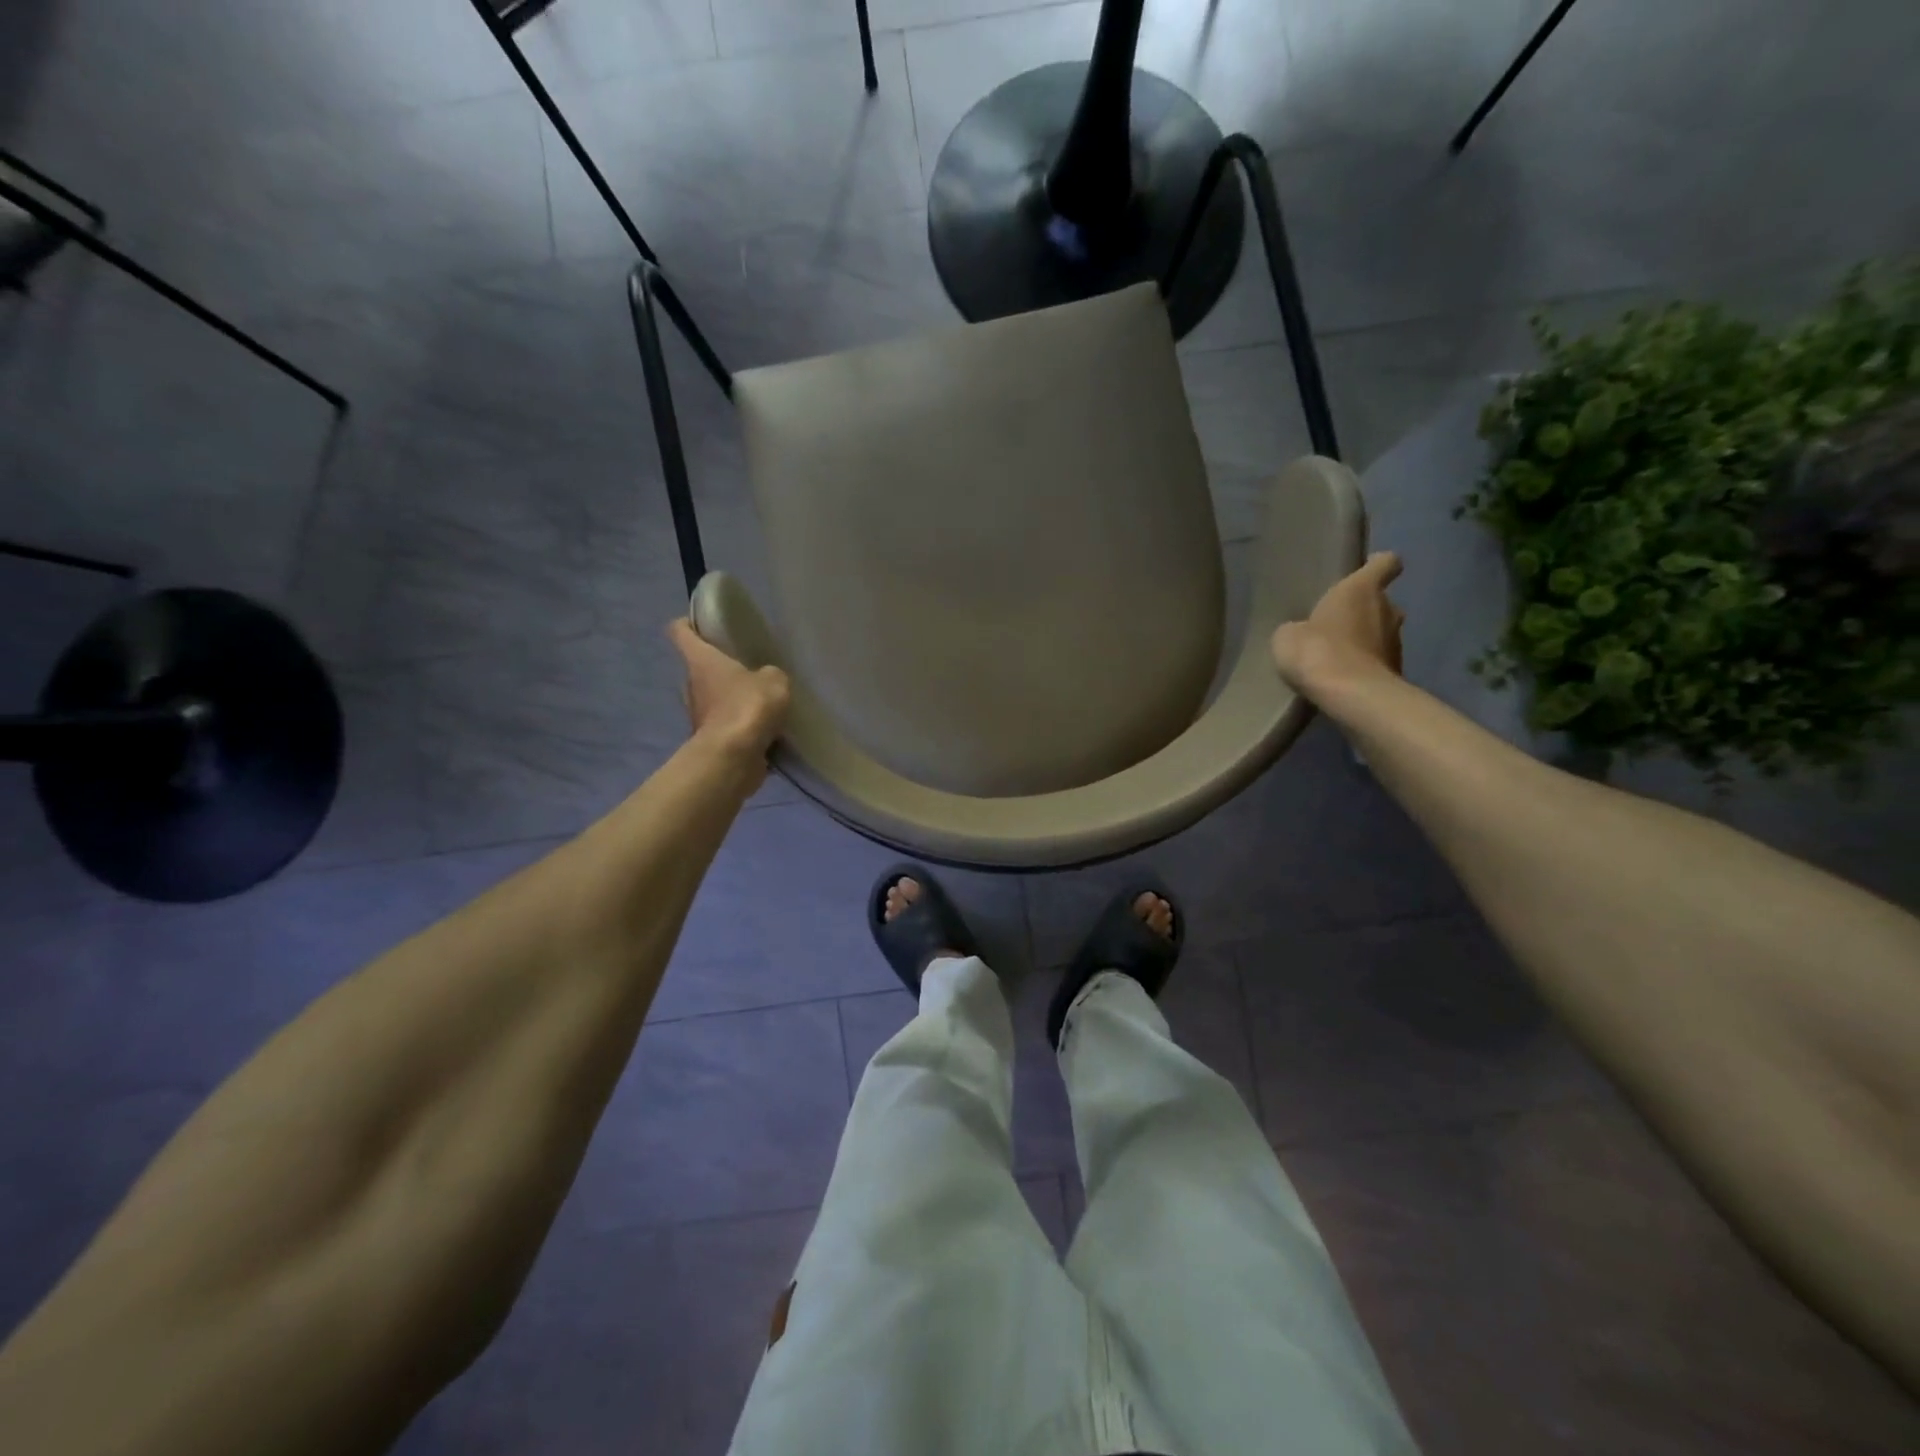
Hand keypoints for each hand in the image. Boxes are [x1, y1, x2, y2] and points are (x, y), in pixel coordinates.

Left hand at [669, 619, 791, 780]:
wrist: (734, 757)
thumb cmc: (747, 706)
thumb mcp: (774, 680)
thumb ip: (770, 674)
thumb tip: (765, 680)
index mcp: (700, 660)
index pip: (680, 631)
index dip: (689, 623)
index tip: (704, 623)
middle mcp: (691, 684)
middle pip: (699, 667)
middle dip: (720, 665)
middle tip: (747, 664)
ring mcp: (698, 714)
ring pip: (712, 697)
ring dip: (731, 697)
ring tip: (760, 697)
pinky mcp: (710, 739)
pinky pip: (726, 724)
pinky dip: (739, 724)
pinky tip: (764, 726)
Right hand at [1271, 551, 1406, 696]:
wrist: (1350, 695)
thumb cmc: (1317, 650)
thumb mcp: (1288, 635)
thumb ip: (1300, 627)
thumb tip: (1304, 633)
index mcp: (1362, 589)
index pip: (1386, 563)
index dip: (1376, 565)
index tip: (1364, 571)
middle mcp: (1388, 609)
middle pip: (1382, 602)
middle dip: (1363, 611)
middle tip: (1336, 625)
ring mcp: (1397, 642)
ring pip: (1382, 632)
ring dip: (1364, 640)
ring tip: (1336, 656)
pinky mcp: (1397, 671)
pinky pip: (1378, 661)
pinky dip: (1364, 666)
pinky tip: (1342, 678)